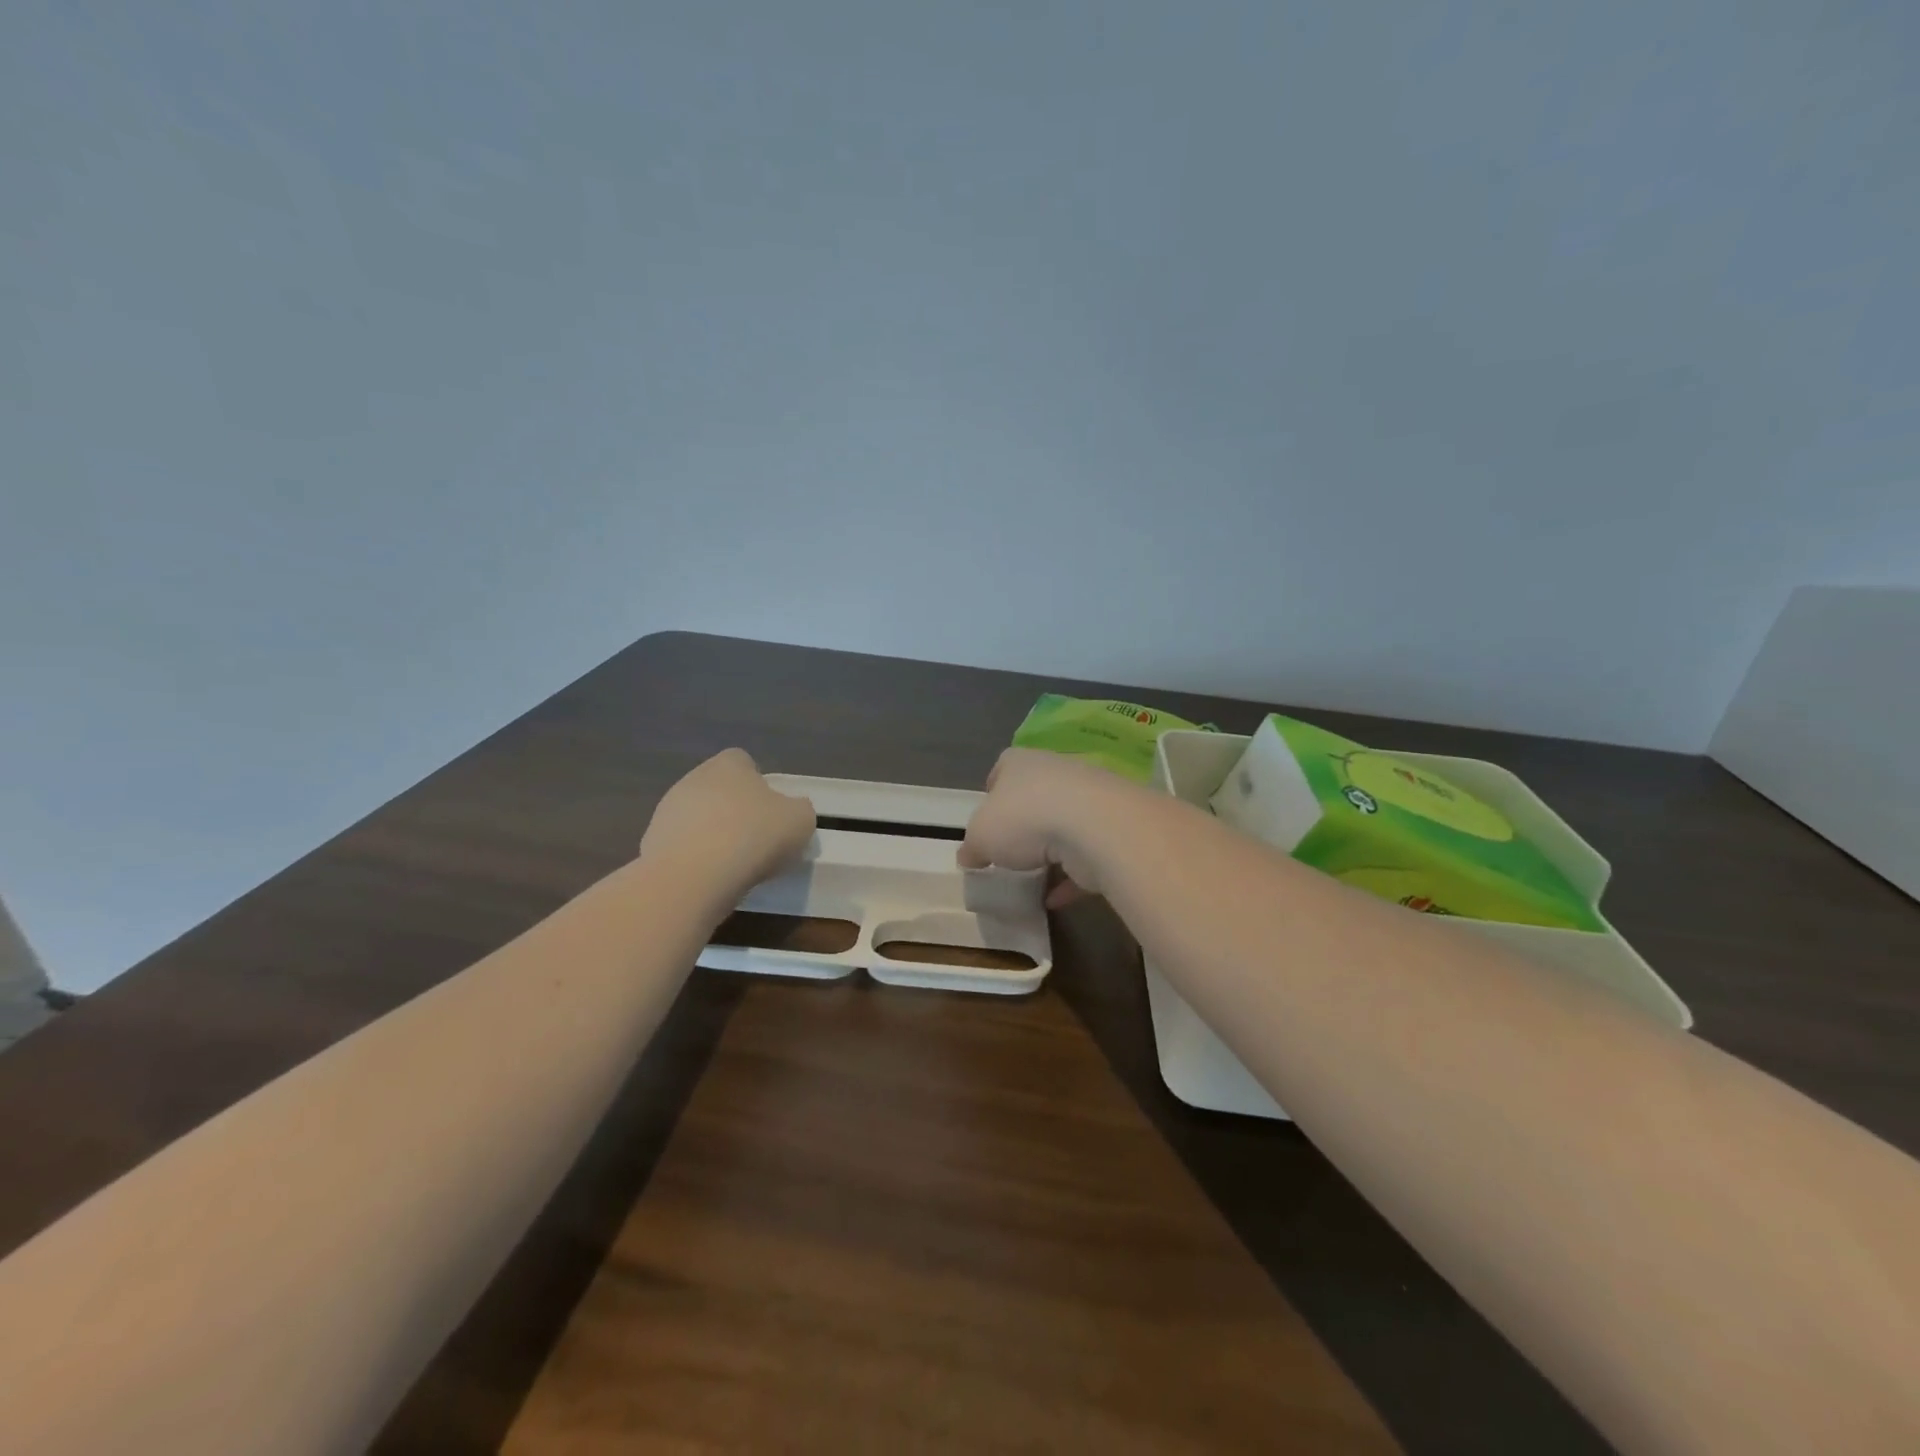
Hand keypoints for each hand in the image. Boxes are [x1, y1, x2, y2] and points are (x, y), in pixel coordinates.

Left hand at [641, 749, 815, 898]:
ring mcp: (667, 810)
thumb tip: (792, 811)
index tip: (772, 813)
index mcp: (729, 764)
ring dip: (713, 835)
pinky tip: (709, 879)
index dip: (760, 785)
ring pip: (698, 818)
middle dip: (735, 811)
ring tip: (733, 866)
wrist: (693, 877)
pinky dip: (695, 859)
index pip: (744, 762)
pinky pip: (682, 846)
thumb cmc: (753, 837)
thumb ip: (799, 809)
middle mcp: (694, 778)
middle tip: (756, 840)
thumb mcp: (801, 821)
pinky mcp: (651, 843)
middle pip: (719, 790)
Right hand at [959, 748, 1138, 907]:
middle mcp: (1055, 772)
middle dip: (1023, 822)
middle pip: (1034, 796)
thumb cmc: (1025, 819)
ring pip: (1063, 824)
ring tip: (1032, 876)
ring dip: (1050, 850)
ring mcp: (1088, 799)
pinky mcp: (1109, 829)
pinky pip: (1084, 855)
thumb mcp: (980, 837)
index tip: (986, 819)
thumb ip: (972, 847)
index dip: (992, 793)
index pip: (1002, 768)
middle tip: (1008, 850)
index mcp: (1020, 763)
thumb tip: (969, 857)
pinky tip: (1054, 899)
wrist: (1094, 827)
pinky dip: (1070, 877)